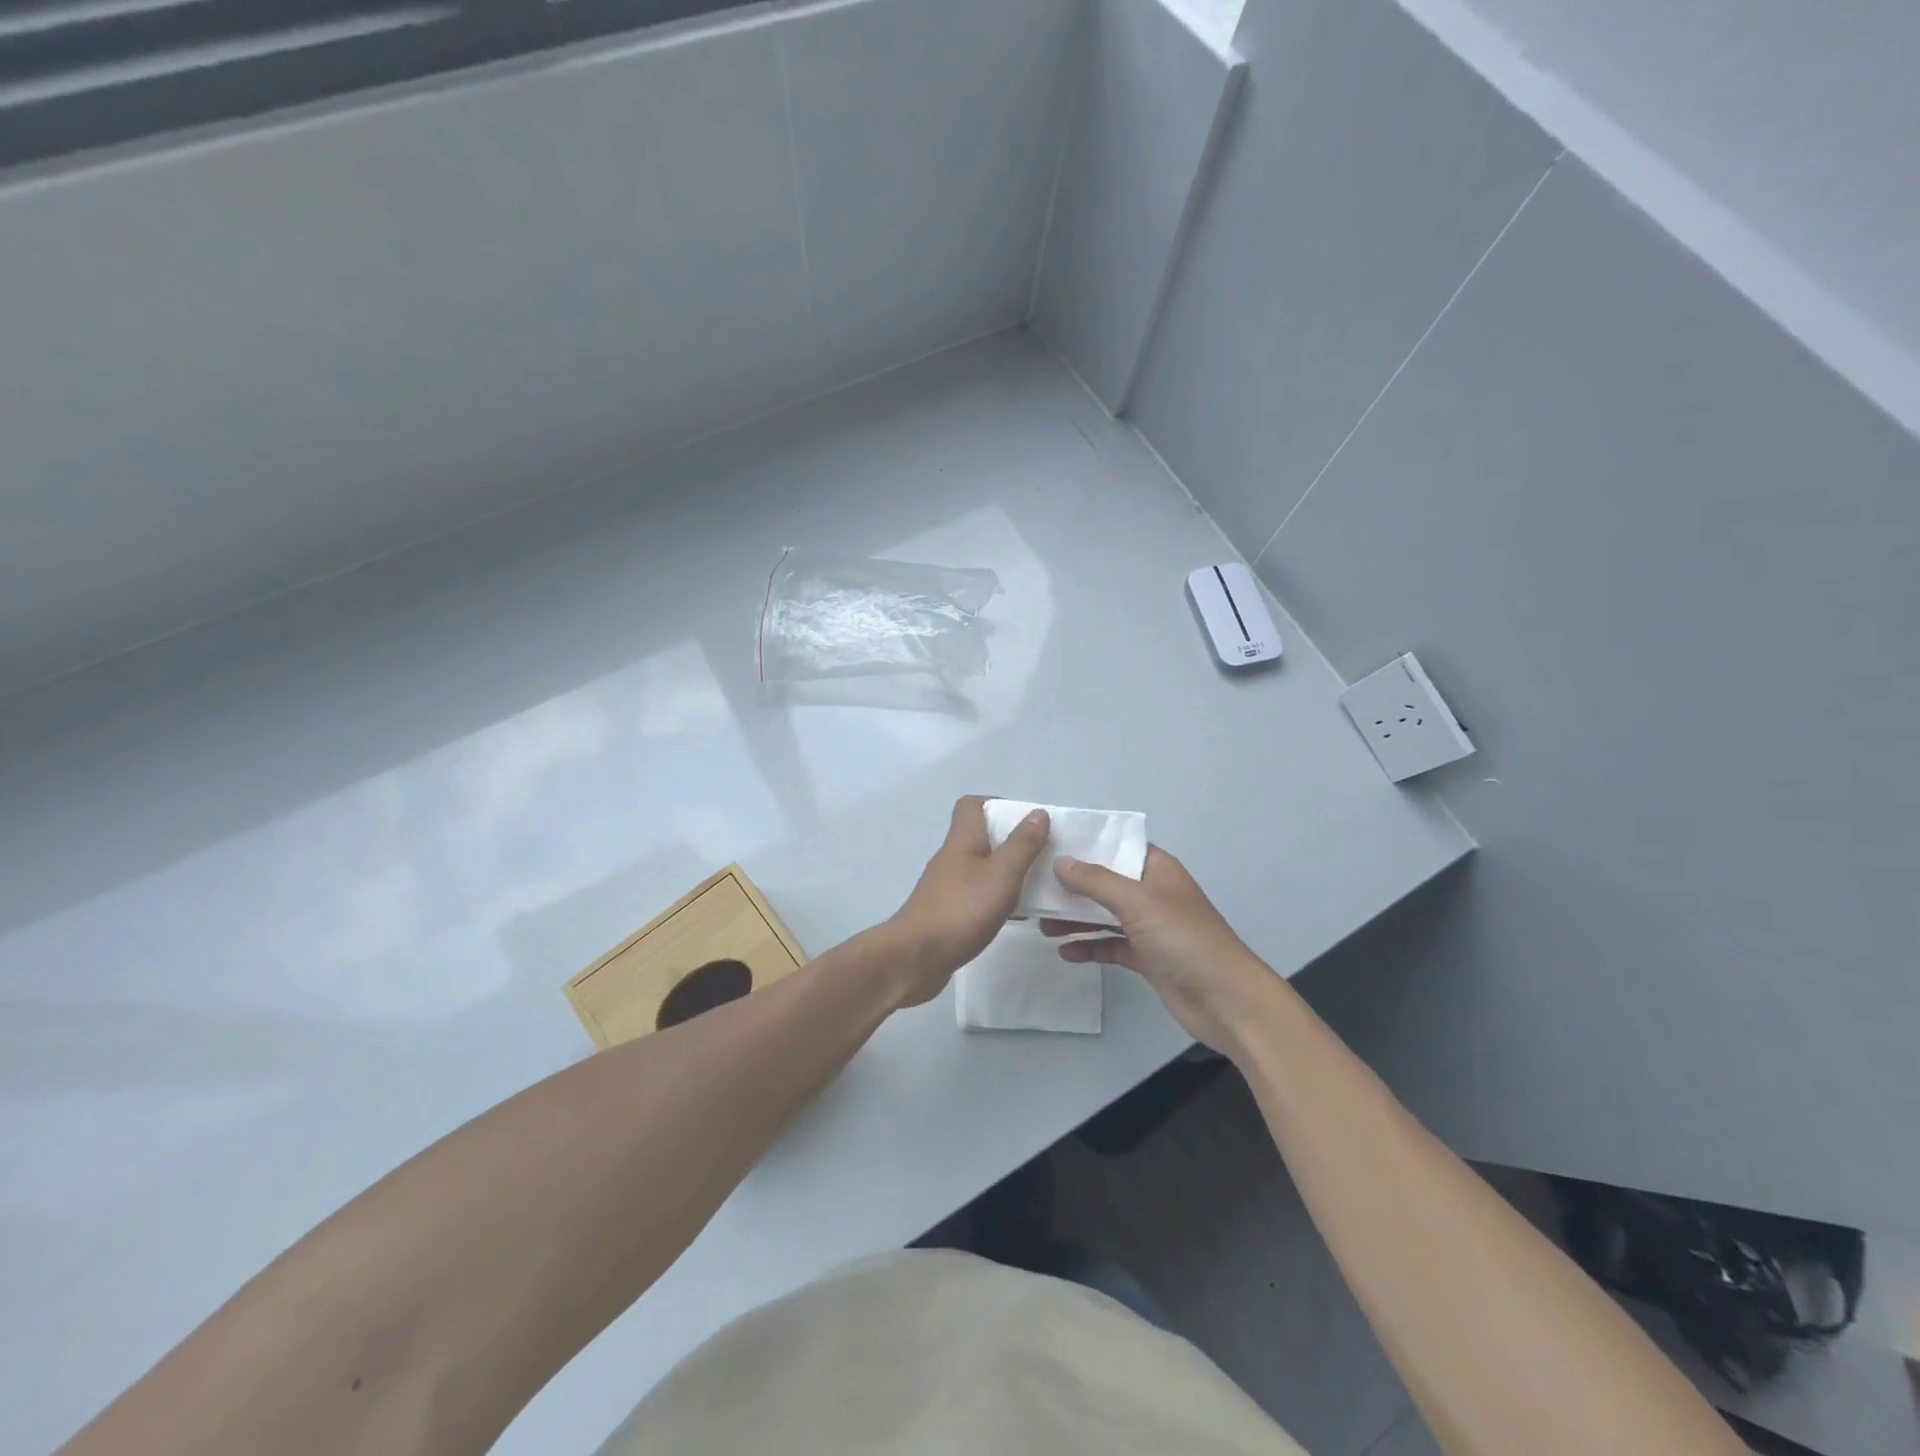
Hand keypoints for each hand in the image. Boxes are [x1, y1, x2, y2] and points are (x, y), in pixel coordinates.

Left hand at [885, 796, 1050, 1005]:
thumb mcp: (1001, 875)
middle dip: (1012, 841)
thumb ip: (1022, 845)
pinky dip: (998, 899)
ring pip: (982, 868)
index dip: (999, 804)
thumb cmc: (961, 910)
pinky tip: (1017, 916)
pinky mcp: (948, 913)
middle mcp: (952, 858)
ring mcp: (947, 887)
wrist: (915, 959)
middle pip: (980, 836)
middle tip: (1042, 855)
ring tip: (1038, 886)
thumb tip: (1038, 813)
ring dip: (1007, 872)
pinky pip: (978, 896)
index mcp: (962, 841)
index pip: (972, 805)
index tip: (1029, 821)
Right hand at [1043, 846, 1276, 1056]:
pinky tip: (1064, 952)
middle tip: (1034, 887)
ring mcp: (1150, 927)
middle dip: (1072, 885)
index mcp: (1157, 870)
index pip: (1118, 847)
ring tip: (1041, 924)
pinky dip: (1089, 946)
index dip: (1087, 844)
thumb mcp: (1137, 902)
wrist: (1226, 1000)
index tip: (1050, 844)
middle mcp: (1152, 894)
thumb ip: (1096, 881)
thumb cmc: (1184, 939)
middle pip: (1106, 882)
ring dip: (1076, 918)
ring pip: (1104, 915)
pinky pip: (1110, 945)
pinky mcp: (1147, 958)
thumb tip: (1060, 862)